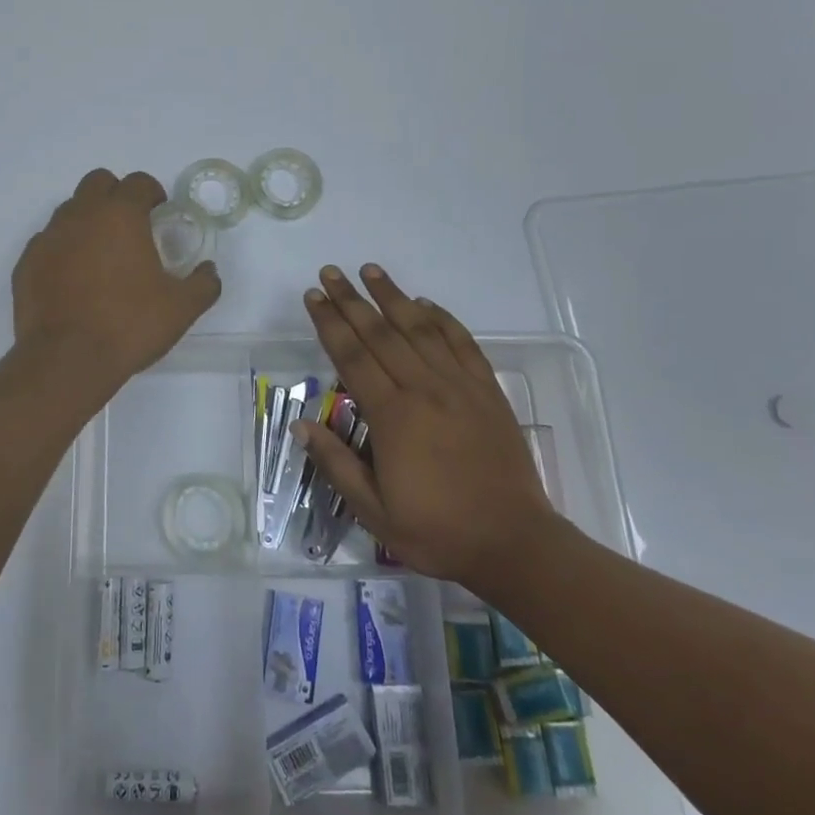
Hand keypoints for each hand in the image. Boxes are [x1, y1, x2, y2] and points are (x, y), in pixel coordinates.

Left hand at [13, 169, 220, 388]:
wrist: (66, 360)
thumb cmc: (129, 325)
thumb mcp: (181, 308)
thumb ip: (203, 284)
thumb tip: (209, 271)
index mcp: (120, 215)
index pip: (138, 182)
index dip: (152, 192)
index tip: (159, 211)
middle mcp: (81, 215)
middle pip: (98, 182)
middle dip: (116, 194)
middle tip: (130, 225)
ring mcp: (49, 237)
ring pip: (69, 210)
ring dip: (88, 220)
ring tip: (101, 254)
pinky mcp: (27, 262)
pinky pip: (48, 241)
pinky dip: (63, 249)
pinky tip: (73, 278)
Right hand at [298, 264, 554, 583]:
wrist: (514, 543)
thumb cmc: (438, 531)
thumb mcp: (374, 512)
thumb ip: (336, 464)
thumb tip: (301, 424)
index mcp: (393, 416)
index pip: (352, 357)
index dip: (330, 323)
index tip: (313, 296)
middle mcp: (424, 389)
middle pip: (380, 333)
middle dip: (351, 300)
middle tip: (330, 272)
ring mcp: (459, 387)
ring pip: (420, 329)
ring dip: (393, 297)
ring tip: (371, 270)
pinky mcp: (487, 392)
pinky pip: (462, 344)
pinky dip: (443, 319)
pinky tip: (427, 304)